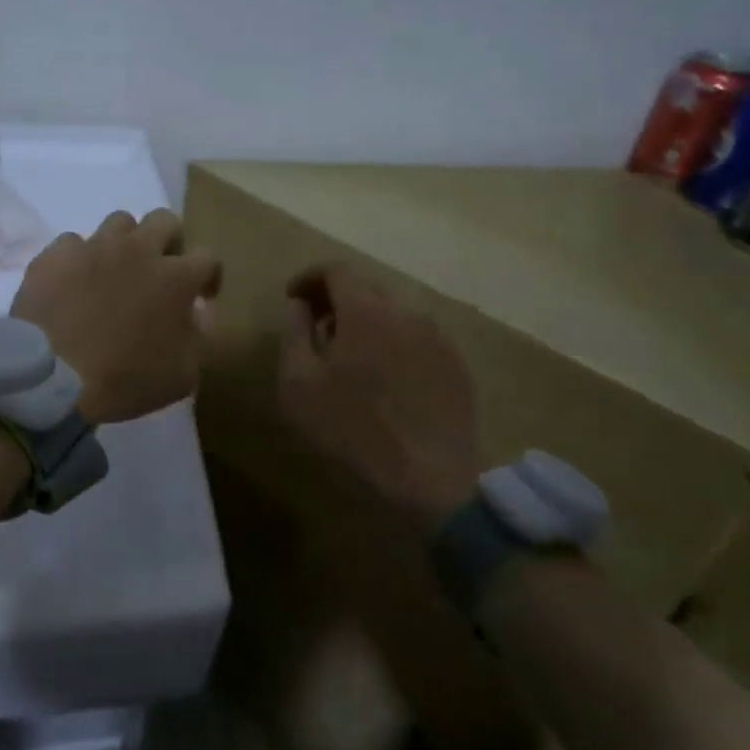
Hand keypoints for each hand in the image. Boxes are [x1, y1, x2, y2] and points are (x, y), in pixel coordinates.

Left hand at [12, 209, 221, 424]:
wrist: (53, 379)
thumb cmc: (125, 380)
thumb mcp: (182, 375)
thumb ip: (198, 338)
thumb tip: (194, 316)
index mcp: (175, 277)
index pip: (208, 257)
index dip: (208, 276)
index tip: (200, 297)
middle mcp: (138, 250)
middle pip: (164, 220)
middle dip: (168, 242)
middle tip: (159, 271)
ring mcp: (93, 247)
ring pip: (119, 223)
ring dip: (124, 243)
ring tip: (114, 271)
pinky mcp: (55, 255)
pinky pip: (72, 243)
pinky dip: (78, 260)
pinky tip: (73, 283)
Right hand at [278, 263, 482, 531]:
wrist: (430, 479)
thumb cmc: (352, 430)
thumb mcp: (299, 384)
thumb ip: (293, 333)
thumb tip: (298, 306)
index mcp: (366, 311)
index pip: (336, 270)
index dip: (310, 278)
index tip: (292, 298)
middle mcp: (407, 312)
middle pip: (367, 287)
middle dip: (336, 298)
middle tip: (316, 327)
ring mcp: (439, 338)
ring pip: (395, 312)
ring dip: (367, 321)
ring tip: (349, 355)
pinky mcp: (457, 365)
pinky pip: (418, 338)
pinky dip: (393, 342)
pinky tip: (385, 378)